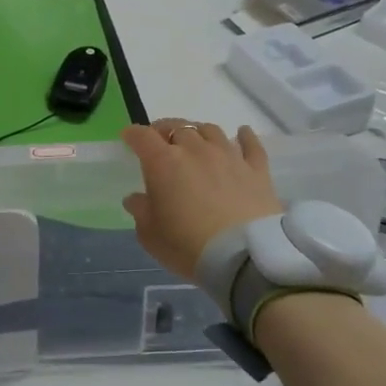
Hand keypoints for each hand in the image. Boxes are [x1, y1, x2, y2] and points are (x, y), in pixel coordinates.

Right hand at [119, 121, 282, 278]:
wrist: (243, 258)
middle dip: (165, 131)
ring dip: (198, 132)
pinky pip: (251, 144)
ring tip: (195, 140)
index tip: (128, 137)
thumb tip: (135, 198)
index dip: (133, 134)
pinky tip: (242, 132)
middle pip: (177, 127)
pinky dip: (245, 135)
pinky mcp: (256, 169)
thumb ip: (141, 211)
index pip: (143, 137)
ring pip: (211, 130)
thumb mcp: (151, 236)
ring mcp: (228, 156)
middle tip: (161, 141)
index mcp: (164, 163)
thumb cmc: (188, 247)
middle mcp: (196, 150)